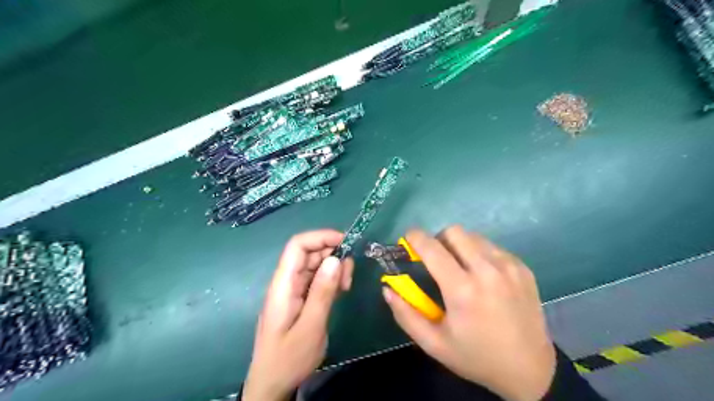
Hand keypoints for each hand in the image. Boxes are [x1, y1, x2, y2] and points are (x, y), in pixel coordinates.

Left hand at [243, 228, 353, 400]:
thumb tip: (335, 259)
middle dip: (332, 254)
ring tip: (346, 284)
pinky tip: (341, 289)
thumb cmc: (288, 358)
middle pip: (308, 253)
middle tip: (349, 273)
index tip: (345, 242)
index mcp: (283, 284)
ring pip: (315, 265)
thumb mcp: (310, 326)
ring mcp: (293, 290)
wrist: (272, 384)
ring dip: (333, 267)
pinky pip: (316, 279)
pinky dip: (330, 279)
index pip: (297, 246)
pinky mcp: (300, 298)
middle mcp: (286, 282)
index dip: (320, 237)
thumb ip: (322, 292)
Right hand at [386, 226, 557, 400]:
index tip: (408, 240)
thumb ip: (405, 314)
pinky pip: (492, 247)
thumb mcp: (434, 344)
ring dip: (460, 246)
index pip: (431, 247)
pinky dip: (480, 254)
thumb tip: (387, 288)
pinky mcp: (523, 267)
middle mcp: (487, 270)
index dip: (414, 237)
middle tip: (437, 260)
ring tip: (461, 270)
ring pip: (474, 237)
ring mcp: (509, 266)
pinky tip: (483, 277)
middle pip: (454, 232)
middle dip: (439, 240)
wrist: (531, 369)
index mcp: (462, 290)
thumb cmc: (476, 357)